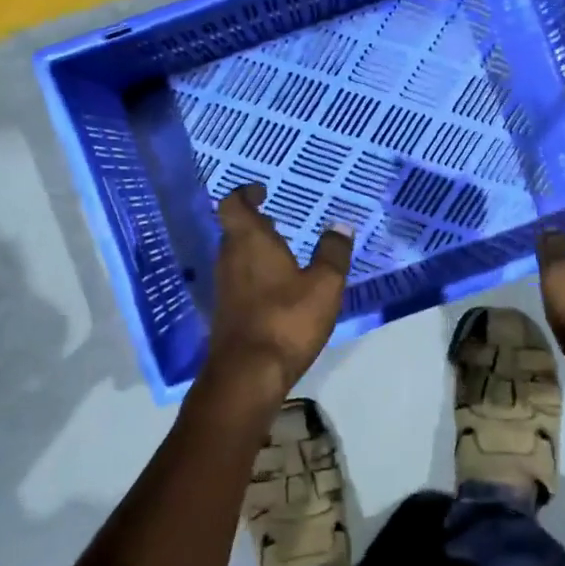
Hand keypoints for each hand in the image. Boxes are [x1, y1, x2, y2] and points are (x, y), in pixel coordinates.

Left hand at [206, 185, 353, 391]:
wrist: (247, 373)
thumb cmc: (286, 319)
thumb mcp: (324, 285)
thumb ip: (333, 252)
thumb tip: (341, 225)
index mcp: (249, 241)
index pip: (233, 204)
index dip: (245, 194)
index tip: (262, 192)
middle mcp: (229, 258)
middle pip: (234, 230)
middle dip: (255, 224)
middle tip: (278, 224)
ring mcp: (223, 287)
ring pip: (236, 257)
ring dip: (255, 251)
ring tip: (283, 255)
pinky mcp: (225, 312)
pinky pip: (238, 281)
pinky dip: (255, 276)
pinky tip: (277, 290)